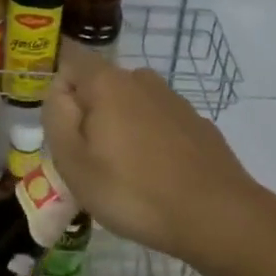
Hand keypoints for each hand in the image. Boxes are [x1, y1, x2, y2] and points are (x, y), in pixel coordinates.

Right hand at [43, 38, 259, 263]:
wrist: (218, 217)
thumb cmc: (135, 191)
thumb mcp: (74, 163)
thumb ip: (57, 118)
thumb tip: (59, 91)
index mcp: (106, 81)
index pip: (70, 58)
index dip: (57, 84)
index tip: (58, 123)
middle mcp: (140, 78)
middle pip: (100, 86)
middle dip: (89, 114)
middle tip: (88, 162)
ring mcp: (173, 99)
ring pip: (130, 106)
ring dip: (121, 130)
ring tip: (124, 177)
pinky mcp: (196, 123)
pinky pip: (158, 124)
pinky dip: (150, 143)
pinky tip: (157, 180)